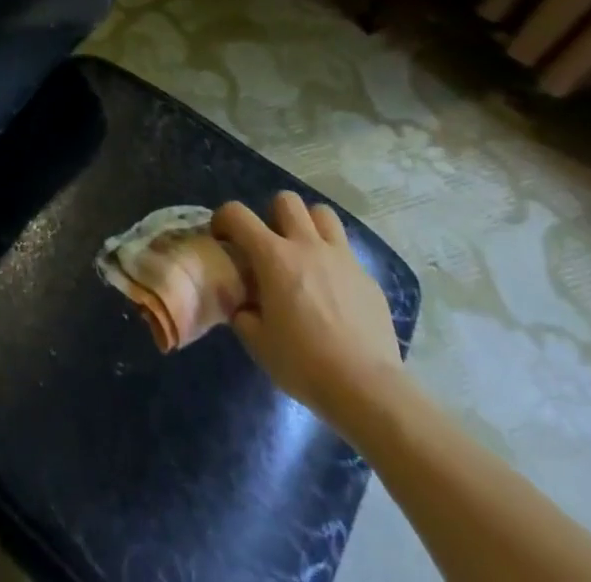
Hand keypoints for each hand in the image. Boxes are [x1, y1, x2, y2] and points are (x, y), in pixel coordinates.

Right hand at [213, 192, 401, 425]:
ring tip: (305, 253)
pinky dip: (335, 262)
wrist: (368, 390)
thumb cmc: (305, 364)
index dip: (223, 218)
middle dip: (273, 214)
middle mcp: (307, 245)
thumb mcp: (258, 343)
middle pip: (287, 200)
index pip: (238, 214)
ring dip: (309, 226)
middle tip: (271, 244)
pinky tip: (335, 293)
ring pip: (323, 214)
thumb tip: (243, 304)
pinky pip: (347, 253)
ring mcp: (342, 259)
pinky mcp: (368, 279)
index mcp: (274, 257)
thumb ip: (243, 313)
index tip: (222, 237)